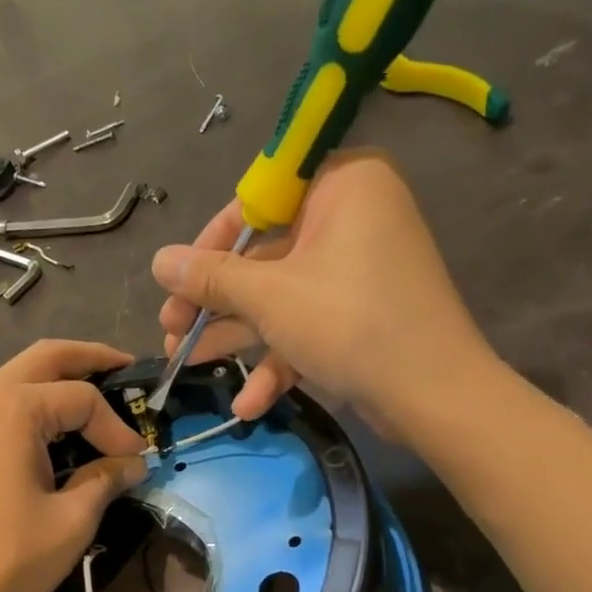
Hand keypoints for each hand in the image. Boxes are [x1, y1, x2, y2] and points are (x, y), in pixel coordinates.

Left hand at [0, 340, 148, 591]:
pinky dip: (32, 407)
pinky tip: (53, 432)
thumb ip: (105, 480)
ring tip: (95, 400)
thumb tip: (133, 465)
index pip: (82, 398)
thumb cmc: (7, 556)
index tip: (138, 463)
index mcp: (12, 408)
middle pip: (44, 359)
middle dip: (88, 359)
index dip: (117, 428)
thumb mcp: (71, 519)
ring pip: (17, 380)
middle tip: (125, 366)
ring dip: (57, 383)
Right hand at [153, 150, 497, 430]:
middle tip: (171, 330)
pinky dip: (279, 360)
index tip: (176, 278)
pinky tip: (249, 405)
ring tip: (187, 365)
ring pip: (280, 297)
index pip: (259, 198)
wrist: (433, 394)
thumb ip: (211, 277)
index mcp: (341, 185)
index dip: (210, 242)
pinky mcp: (360, 316)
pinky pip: (308, 325)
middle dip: (214, 302)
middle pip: (264, 255)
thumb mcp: (270, 297)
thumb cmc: (349, 323)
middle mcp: (352, 218)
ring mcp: (357, 271)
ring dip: (235, 336)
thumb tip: (158, 259)